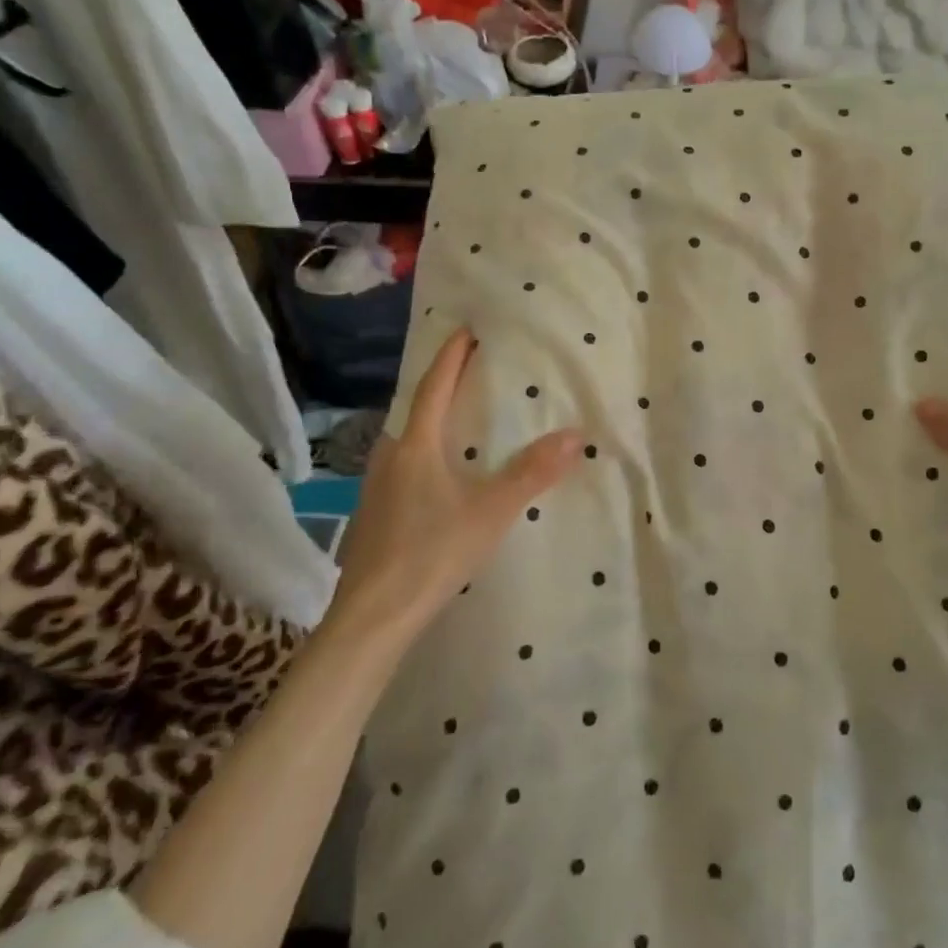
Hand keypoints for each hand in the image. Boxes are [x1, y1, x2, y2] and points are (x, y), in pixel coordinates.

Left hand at [331, 329, 582, 646]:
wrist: (373, 616)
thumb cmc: (431, 552)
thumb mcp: (491, 511)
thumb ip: (532, 473)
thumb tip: (575, 435)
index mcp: (415, 445)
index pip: (433, 386)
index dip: (451, 356)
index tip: (467, 330)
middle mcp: (390, 455)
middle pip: (415, 407)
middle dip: (442, 383)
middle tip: (472, 368)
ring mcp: (377, 485)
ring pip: (408, 436)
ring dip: (432, 417)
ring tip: (460, 414)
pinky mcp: (375, 512)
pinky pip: (404, 462)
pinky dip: (426, 448)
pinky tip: (441, 470)